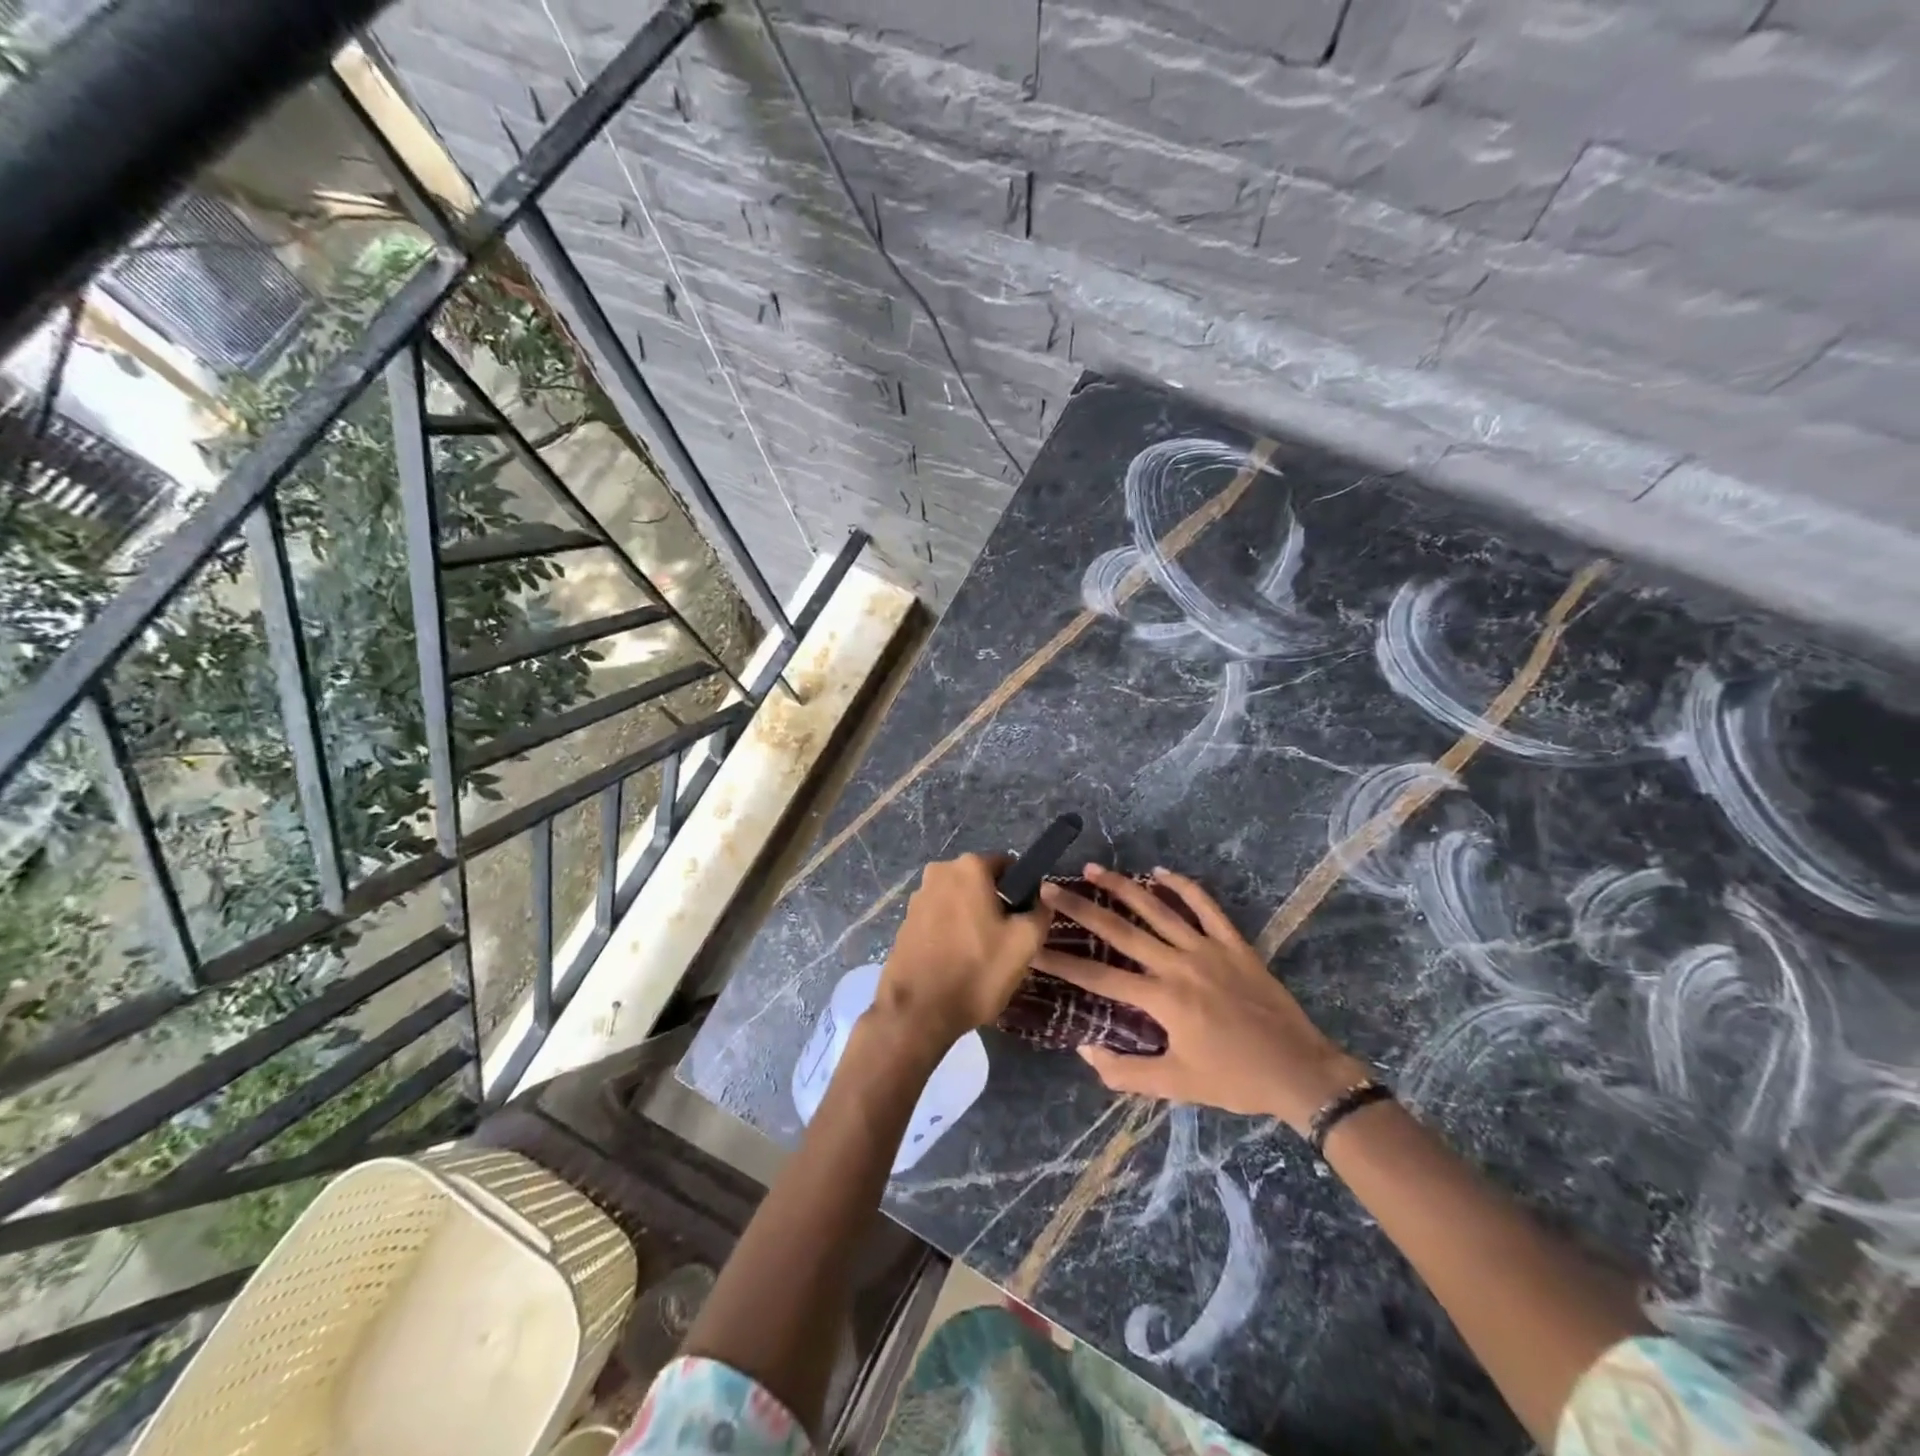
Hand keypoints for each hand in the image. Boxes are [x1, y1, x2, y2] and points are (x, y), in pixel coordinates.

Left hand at [876, 852, 1048, 1051]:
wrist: (917, 1011)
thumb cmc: (976, 970)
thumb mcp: (1025, 943)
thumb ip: (1040, 912)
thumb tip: (1040, 899)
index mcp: (969, 867)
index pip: (1008, 866)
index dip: (1022, 891)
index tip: (1024, 921)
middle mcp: (939, 871)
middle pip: (981, 883)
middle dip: (995, 906)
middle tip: (1005, 942)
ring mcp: (918, 896)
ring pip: (959, 901)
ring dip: (972, 920)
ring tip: (980, 956)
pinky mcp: (905, 922)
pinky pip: (939, 919)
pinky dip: (951, 933)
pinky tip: (957, 962)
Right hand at [1035, 864, 1365, 1130]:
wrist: (1300, 1071)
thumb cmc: (1235, 1080)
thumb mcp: (1177, 1085)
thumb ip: (1126, 1073)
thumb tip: (1085, 1050)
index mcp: (1163, 1000)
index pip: (1100, 978)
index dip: (1062, 964)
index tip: (1033, 948)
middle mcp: (1179, 965)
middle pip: (1121, 931)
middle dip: (1081, 908)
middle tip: (1050, 888)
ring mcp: (1208, 948)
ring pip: (1158, 909)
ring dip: (1123, 887)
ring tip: (1093, 868)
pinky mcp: (1234, 943)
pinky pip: (1205, 906)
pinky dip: (1182, 886)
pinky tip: (1159, 871)